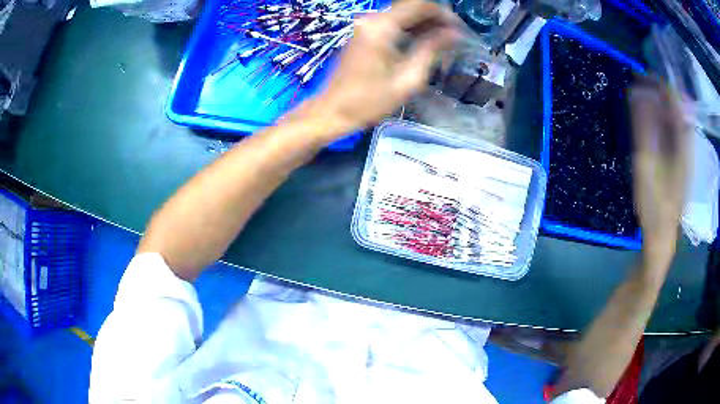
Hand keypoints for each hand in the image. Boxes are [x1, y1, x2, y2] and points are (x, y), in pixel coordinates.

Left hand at [305, 1, 457, 136]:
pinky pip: (392, 23)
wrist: (333, 111)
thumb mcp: (408, 78)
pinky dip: (410, 29)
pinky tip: (423, 43)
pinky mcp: (363, 34)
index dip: (443, 14)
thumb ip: (432, 50)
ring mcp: (365, 25)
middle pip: (410, 7)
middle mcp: (372, 19)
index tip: (459, 29)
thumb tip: (454, 34)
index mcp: (382, 27)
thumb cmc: (369, 101)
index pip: (419, 6)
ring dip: (423, 24)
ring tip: (443, 42)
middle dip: (435, 19)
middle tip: (453, 37)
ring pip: (402, 15)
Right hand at [629, 78, 689, 264]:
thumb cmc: (655, 204)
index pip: (675, 100)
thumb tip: (637, 92)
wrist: (662, 236)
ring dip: (660, 104)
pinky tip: (652, 120)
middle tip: (639, 84)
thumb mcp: (646, 164)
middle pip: (676, 106)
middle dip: (659, 91)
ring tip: (643, 97)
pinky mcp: (680, 161)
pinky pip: (674, 131)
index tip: (641, 75)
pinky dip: (663, 119)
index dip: (660, 83)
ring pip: (675, 118)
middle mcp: (686, 143)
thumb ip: (644, 127)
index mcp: (682, 142)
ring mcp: (684, 153)